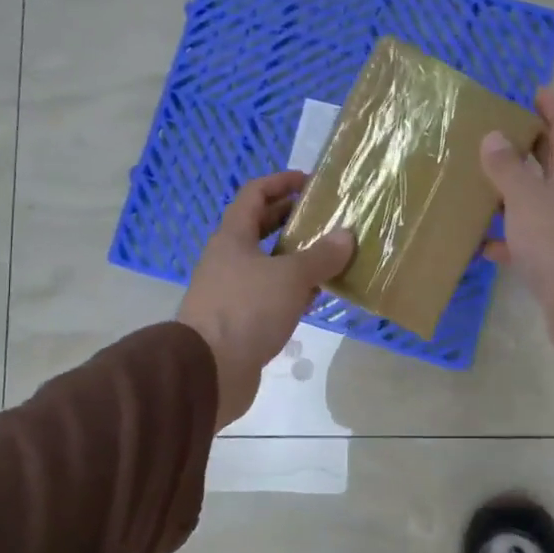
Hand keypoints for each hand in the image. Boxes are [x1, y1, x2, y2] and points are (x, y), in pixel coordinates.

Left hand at [177, 171, 354, 429]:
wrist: (208, 370)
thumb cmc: (247, 310)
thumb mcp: (290, 277)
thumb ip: (320, 256)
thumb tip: (345, 236)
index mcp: (232, 238)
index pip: (254, 194)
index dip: (280, 182)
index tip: (310, 182)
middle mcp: (228, 259)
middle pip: (259, 228)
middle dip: (290, 219)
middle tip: (324, 217)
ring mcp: (231, 291)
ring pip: (266, 263)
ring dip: (294, 257)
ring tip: (329, 256)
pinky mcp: (239, 320)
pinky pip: (269, 294)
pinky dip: (291, 290)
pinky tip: (315, 296)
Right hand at [481, 88, 553, 387]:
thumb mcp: (526, 198)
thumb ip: (507, 167)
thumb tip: (494, 136)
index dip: (552, 106)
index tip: (532, 91)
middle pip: (552, 160)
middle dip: (527, 145)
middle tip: (494, 132)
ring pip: (536, 200)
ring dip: (511, 191)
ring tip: (476, 183)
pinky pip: (527, 240)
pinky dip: (506, 237)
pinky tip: (479, 242)